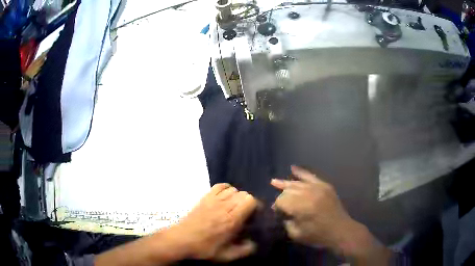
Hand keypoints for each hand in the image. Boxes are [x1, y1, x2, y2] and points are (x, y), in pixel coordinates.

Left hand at [167, 183, 257, 261]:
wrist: (182, 239)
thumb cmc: (205, 247)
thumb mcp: (227, 255)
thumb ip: (244, 250)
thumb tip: (253, 244)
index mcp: (232, 219)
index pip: (250, 200)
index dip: (256, 206)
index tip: (254, 215)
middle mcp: (225, 206)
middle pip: (244, 194)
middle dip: (248, 203)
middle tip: (245, 213)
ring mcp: (213, 200)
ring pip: (233, 189)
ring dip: (237, 197)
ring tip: (234, 207)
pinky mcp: (205, 197)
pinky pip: (219, 186)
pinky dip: (226, 189)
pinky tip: (225, 198)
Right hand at [271, 166, 354, 249]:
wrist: (340, 230)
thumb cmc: (318, 235)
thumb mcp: (296, 235)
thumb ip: (286, 222)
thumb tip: (282, 213)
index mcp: (300, 207)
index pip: (280, 201)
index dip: (276, 207)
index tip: (277, 214)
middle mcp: (308, 194)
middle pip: (288, 191)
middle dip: (281, 197)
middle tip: (280, 207)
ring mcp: (317, 187)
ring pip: (297, 183)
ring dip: (286, 183)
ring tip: (274, 182)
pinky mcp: (325, 186)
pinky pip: (310, 176)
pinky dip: (301, 172)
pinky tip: (292, 168)